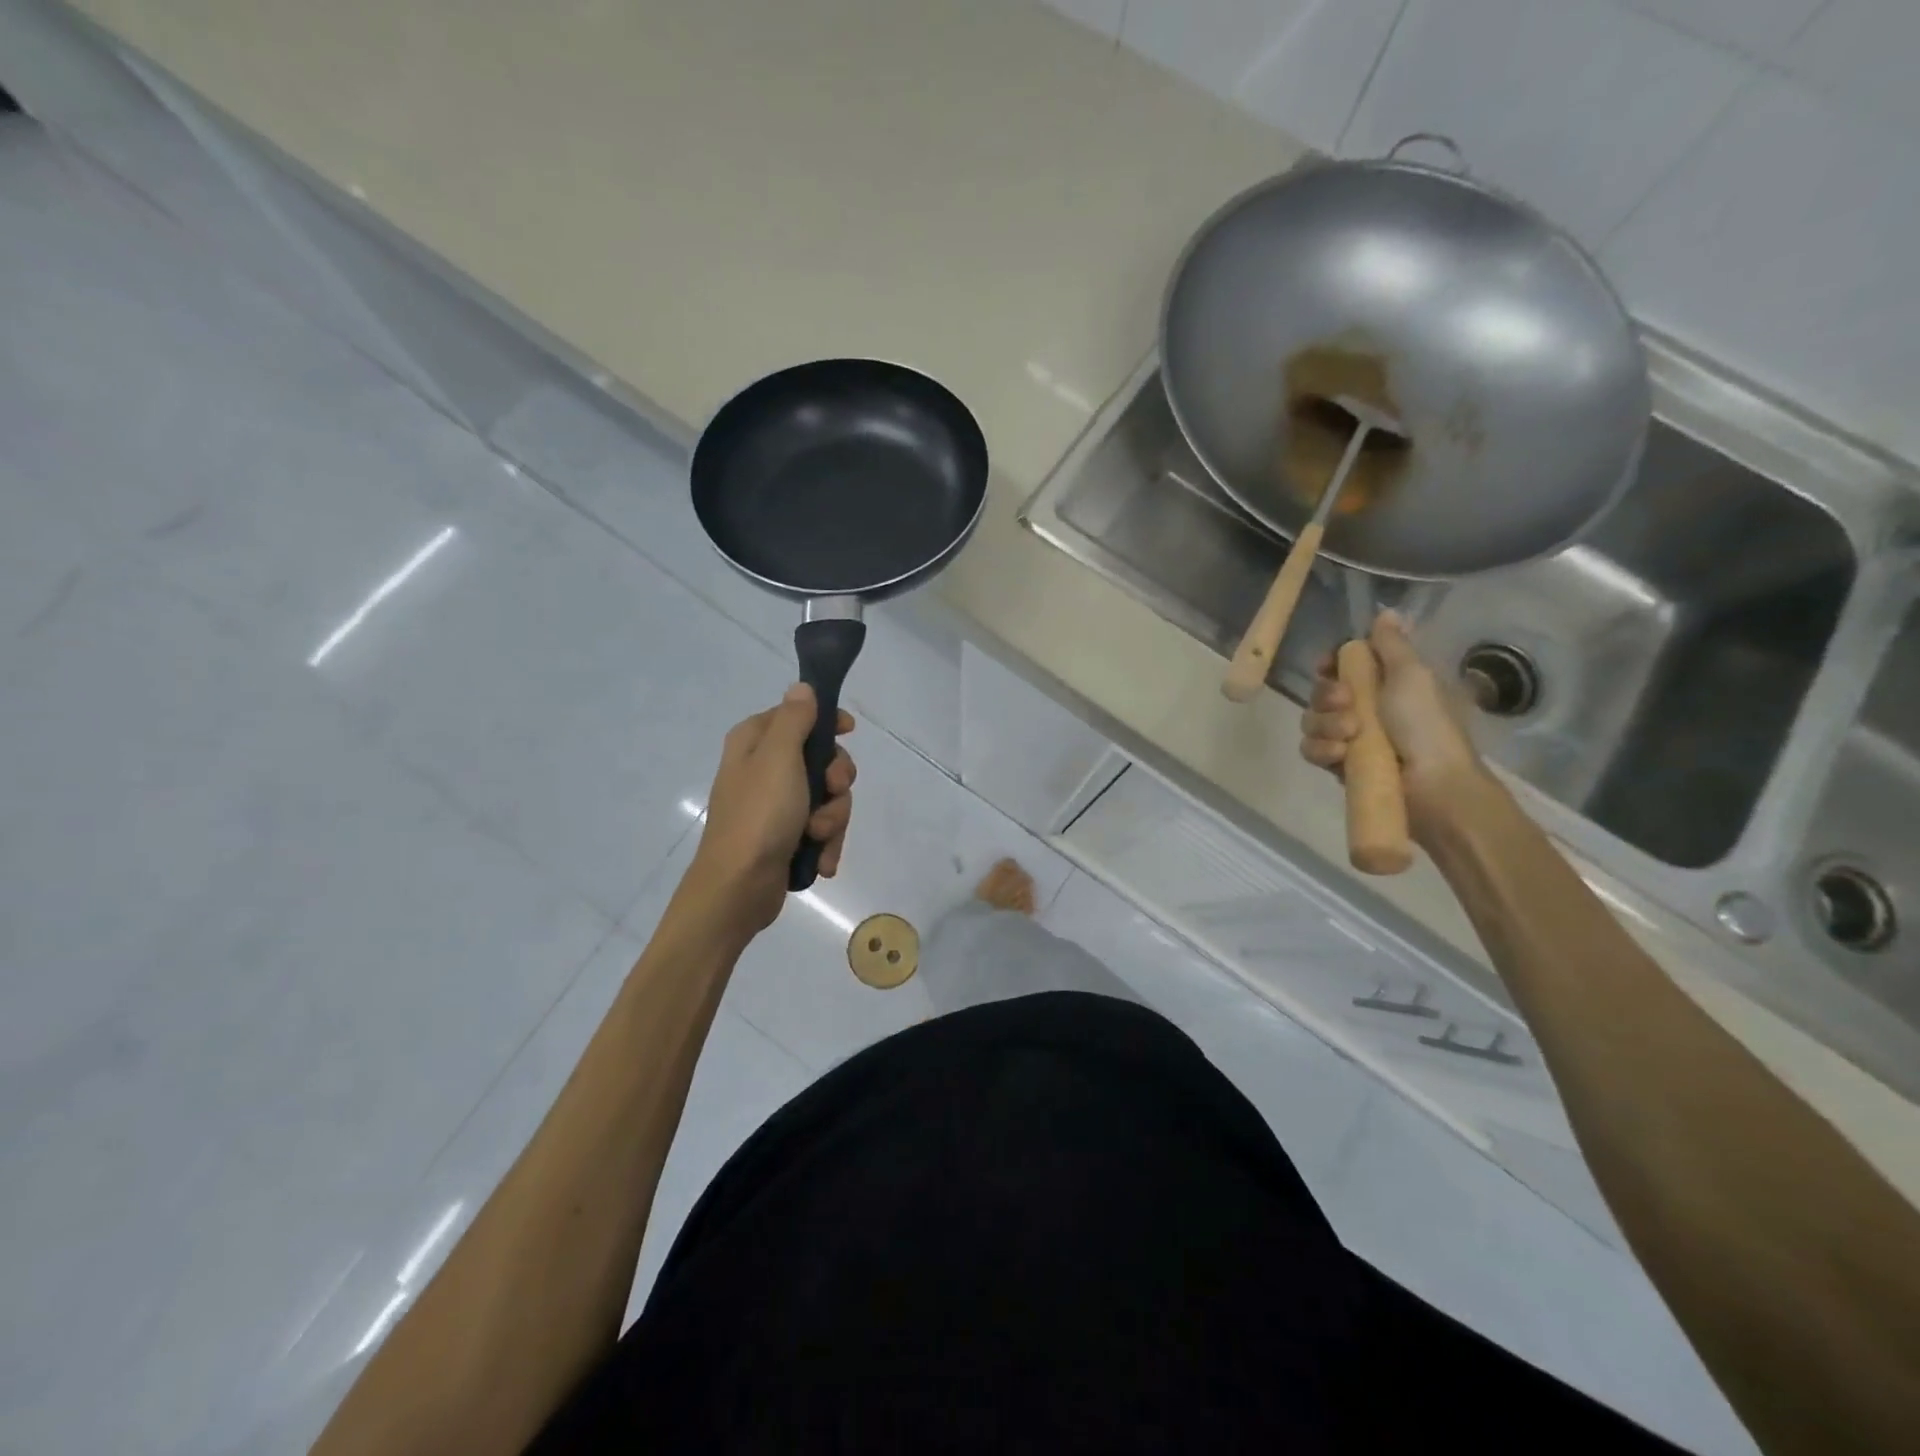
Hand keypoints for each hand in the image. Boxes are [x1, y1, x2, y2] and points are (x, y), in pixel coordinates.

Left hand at [684, 684, 855, 935]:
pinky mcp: (786, 837)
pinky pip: (821, 829)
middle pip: (821, 760)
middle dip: (836, 783)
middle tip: (831, 794)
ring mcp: (776, 806)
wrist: (738, 888)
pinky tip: (821, 860)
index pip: (797, 716)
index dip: (826, 723)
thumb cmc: (759, 815)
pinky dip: (825, 844)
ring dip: (832, 819)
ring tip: (817, 838)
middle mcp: (764, 770)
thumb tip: (802, 688)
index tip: (849, 732)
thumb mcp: (778, 757)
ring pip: (827, 798)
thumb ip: (794, 719)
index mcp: (755, 743)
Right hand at [1300, 613, 1488, 842]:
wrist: (1433, 787)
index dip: (1331, 664)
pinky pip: (1311, 749)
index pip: (1344, 665)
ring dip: (1325, 724)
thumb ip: (1392, 645)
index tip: (1327, 666)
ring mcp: (1351, 738)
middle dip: (1327, 695)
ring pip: (1313, 720)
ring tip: (1349, 736)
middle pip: (1322, 691)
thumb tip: (1386, 611)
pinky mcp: (1339, 765)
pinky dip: (1321, 749)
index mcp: (1387, 683)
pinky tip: (1339, 754)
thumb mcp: (1413, 676)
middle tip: (1347, 703)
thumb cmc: (1427, 726)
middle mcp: (1365, 708)